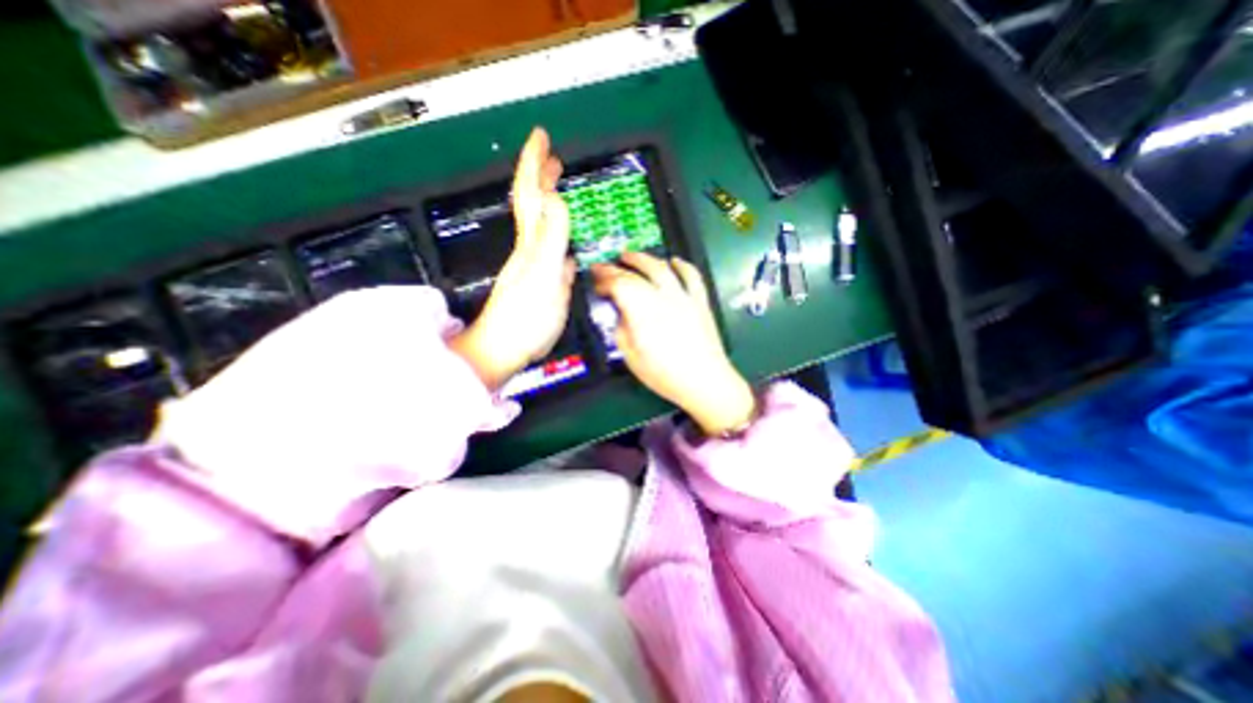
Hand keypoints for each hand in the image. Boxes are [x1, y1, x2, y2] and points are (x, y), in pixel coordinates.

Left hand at [450, 128, 575, 390]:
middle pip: (532, 205)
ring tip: (559, 189)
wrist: (506, 349)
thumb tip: (555, 198)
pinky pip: (549, 249)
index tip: (541, 136)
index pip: (530, 194)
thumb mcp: (544, 274)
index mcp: (531, 243)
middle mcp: (529, 249)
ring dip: (549, 203)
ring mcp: (532, 266)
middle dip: (540, 176)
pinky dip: (557, 235)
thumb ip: (552, 237)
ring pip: (540, 225)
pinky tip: (567, 241)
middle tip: (553, 156)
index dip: (534, 163)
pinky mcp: (539, 283)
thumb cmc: (526, 317)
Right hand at [591, 246, 753, 433]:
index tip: (596, 280)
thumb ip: (621, 330)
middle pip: (638, 272)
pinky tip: (674, 261)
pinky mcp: (700, 301)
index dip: (604, 279)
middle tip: (607, 265)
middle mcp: (662, 297)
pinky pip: (692, 276)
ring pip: (662, 268)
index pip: (619, 284)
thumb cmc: (664, 374)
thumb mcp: (631, 357)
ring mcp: (684, 297)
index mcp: (643, 311)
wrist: (704, 381)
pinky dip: (682, 265)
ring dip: (644, 258)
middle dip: (618, 266)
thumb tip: (620, 314)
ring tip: (631, 255)